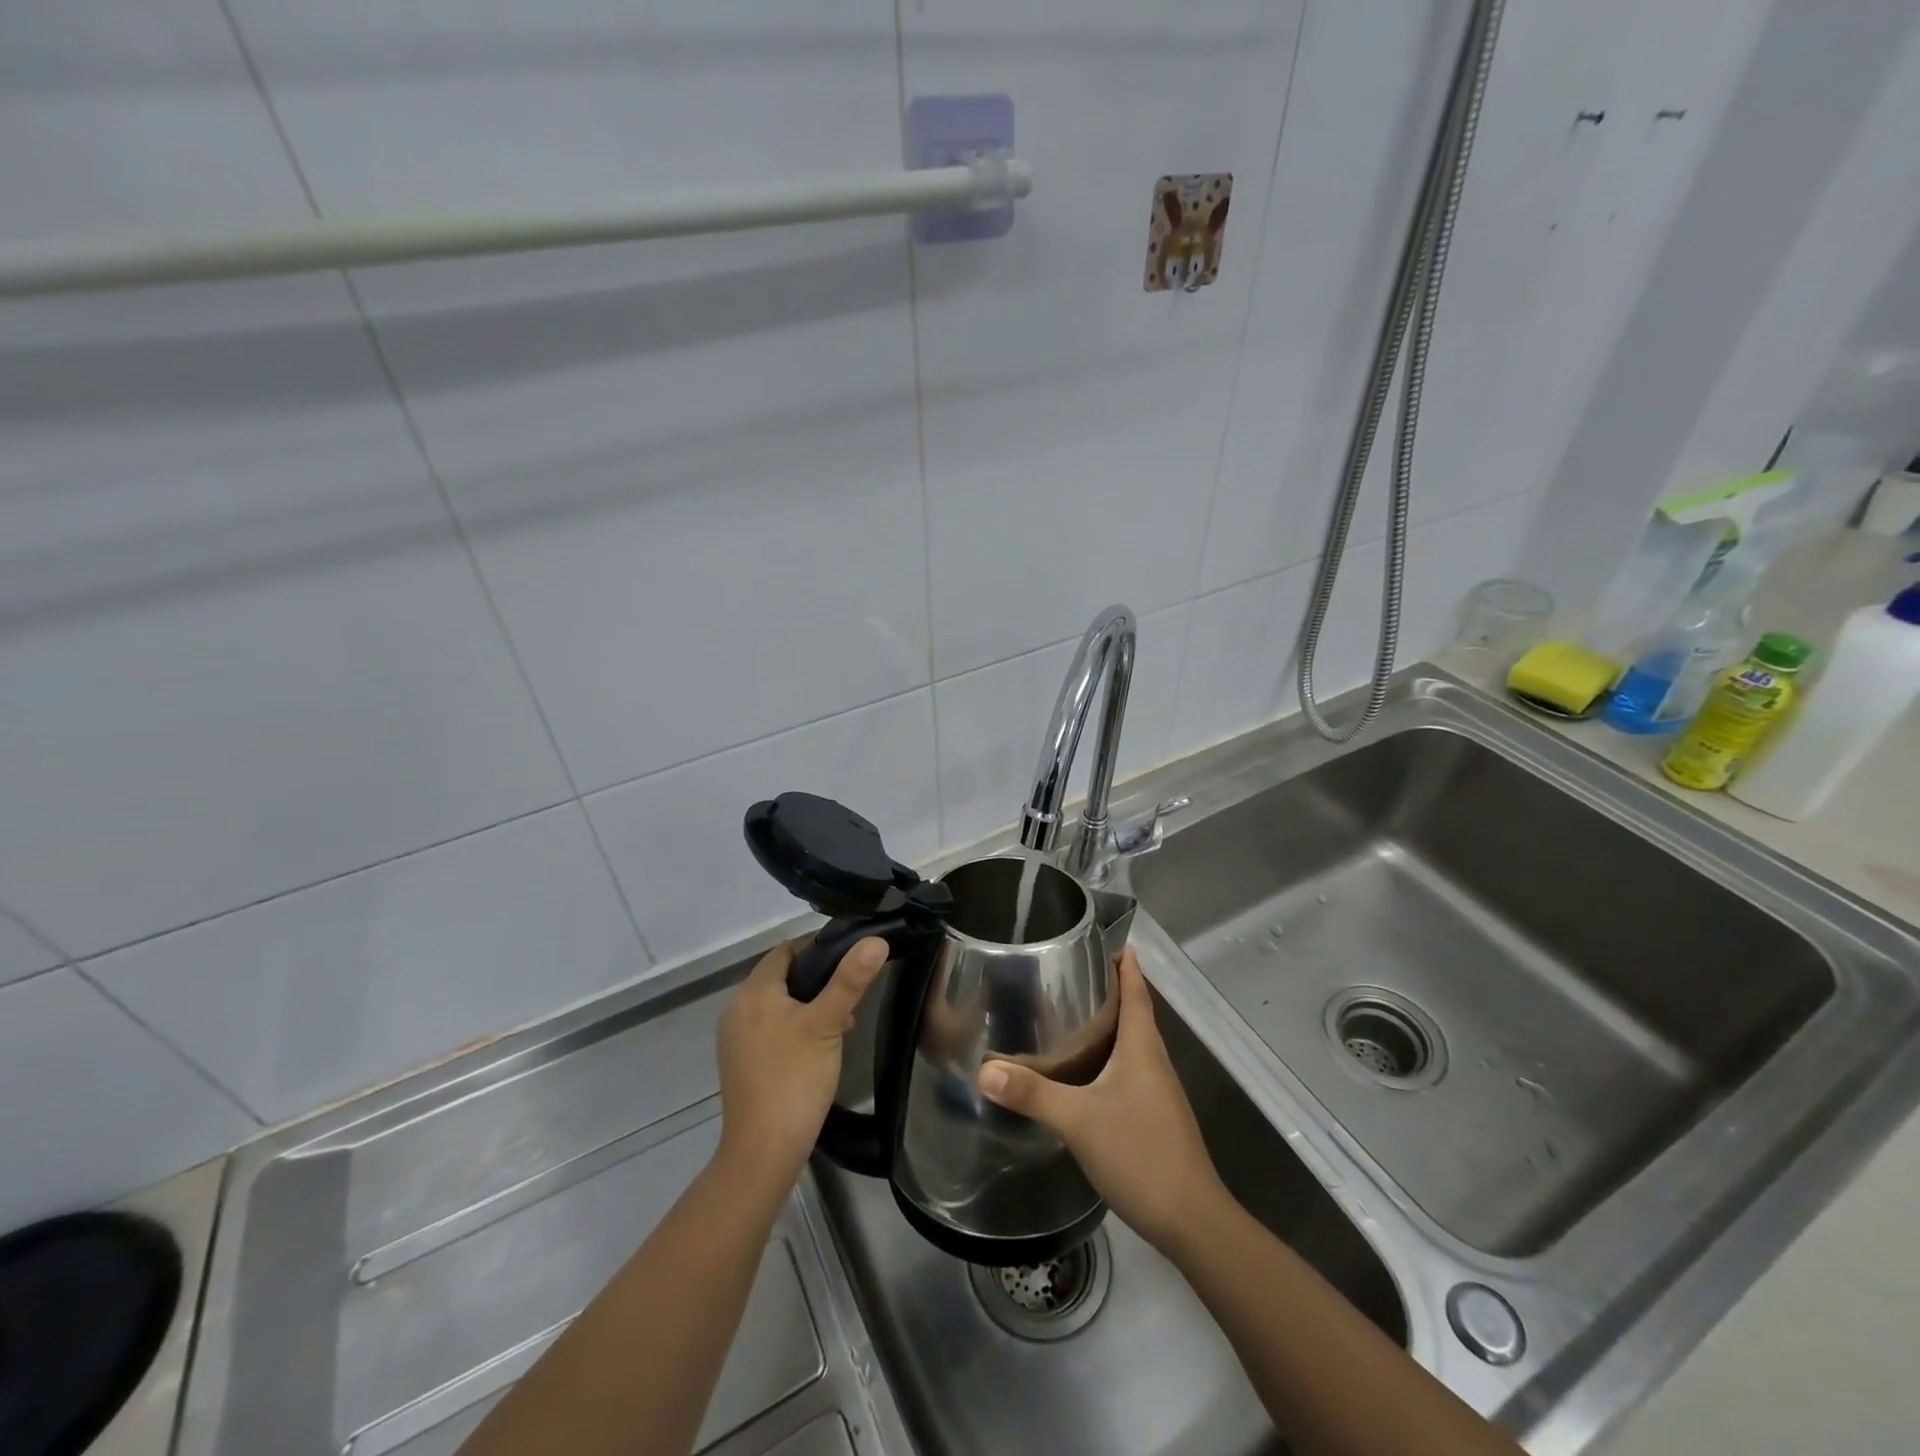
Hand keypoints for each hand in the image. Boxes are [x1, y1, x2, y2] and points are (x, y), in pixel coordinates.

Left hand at [716, 935, 888, 1184]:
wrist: (763, 1153)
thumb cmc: (795, 1079)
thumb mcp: (828, 1024)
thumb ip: (850, 980)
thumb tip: (875, 940)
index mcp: (753, 992)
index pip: (787, 949)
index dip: (820, 946)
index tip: (853, 956)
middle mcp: (737, 1008)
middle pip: (782, 976)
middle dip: (818, 979)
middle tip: (853, 992)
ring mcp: (736, 1038)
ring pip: (779, 1003)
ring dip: (809, 1004)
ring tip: (843, 1020)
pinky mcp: (742, 1062)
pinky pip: (772, 1028)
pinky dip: (795, 1026)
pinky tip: (820, 1046)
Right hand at [976, 948, 1228, 1251]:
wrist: (1192, 1222)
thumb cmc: (1140, 1154)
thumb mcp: (1078, 1120)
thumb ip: (1033, 1094)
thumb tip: (984, 1069)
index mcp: (1143, 1048)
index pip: (1137, 992)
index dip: (1127, 966)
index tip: (1109, 941)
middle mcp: (1155, 1063)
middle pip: (1136, 1015)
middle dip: (1112, 991)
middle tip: (1074, 973)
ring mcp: (1159, 1094)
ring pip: (1134, 1046)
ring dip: (1111, 1026)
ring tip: (1074, 1016)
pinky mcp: (1156, 1119)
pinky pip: (1131, 1073)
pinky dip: (1111, 1059)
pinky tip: (1087, 1074)